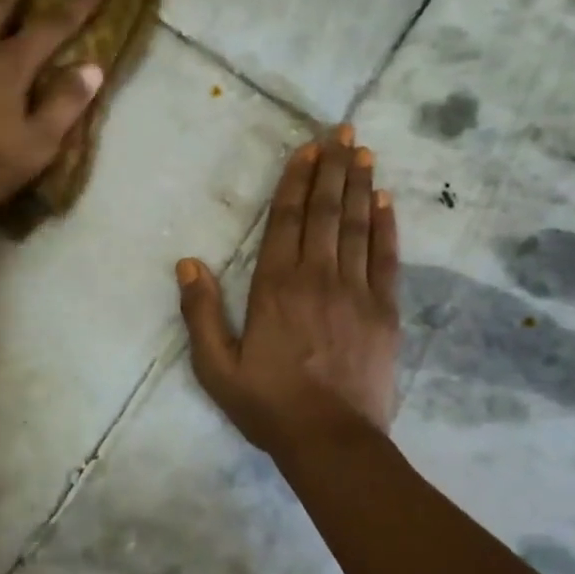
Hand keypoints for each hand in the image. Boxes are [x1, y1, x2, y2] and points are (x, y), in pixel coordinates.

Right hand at [176, 129, 401, 453]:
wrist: (332, 442)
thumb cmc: (268, 405)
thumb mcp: (216, 367)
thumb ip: (201, 313)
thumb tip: (187, 264)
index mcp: (275, 287)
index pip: (287, 220)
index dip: (297, 181)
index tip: (308, 148)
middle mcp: (318, 277)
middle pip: (327, 212)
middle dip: (334, 168)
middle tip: (344, 131)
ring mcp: (357, 292)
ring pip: (358, 226)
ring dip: (360, 186)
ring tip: (364, 152)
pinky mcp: (385, 311)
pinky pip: (387, 258)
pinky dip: (387, 226)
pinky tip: (386, 201)